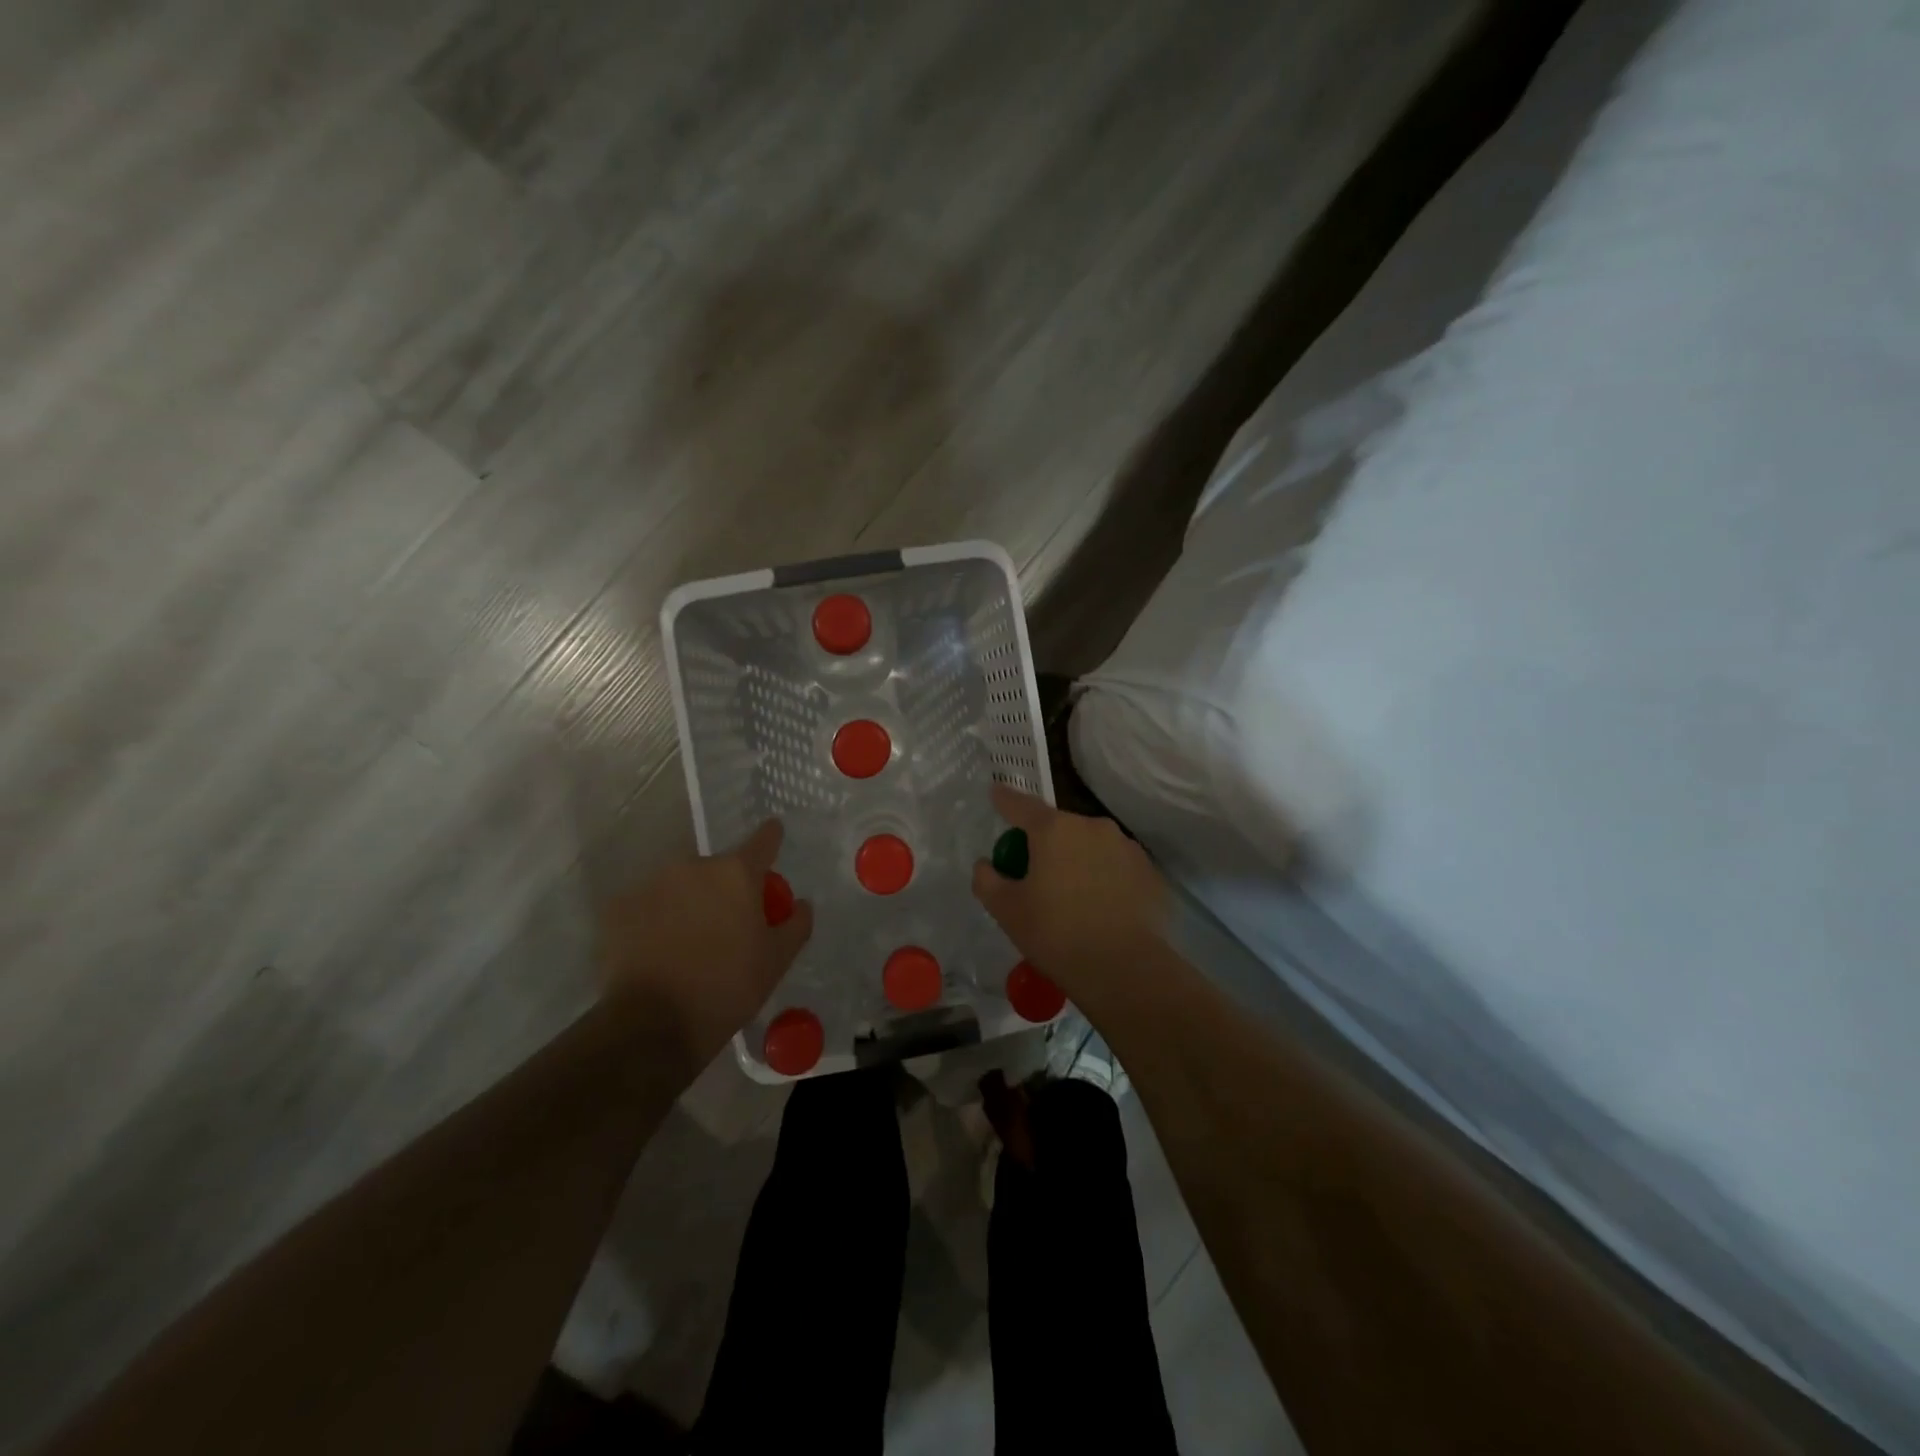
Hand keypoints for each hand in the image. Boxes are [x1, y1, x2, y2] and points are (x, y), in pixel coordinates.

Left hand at [599, 819, 813, 1074]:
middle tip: (728, 924)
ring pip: (680, 886)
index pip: (763, 840)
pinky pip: (647, 906)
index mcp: (736, 873)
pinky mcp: (618, 908)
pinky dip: (655, 920)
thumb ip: (796, 924)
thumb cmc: (727, 988)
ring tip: (688, 944)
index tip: (774, 836)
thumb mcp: (777, 961)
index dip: (771, 838)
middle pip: (717, 868)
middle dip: (725, 888)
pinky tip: (658, 952)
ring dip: (689, 903)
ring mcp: (651, 884)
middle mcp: (693, 866)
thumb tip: (801, 904)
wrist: (652, 1026)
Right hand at [971, 785, 1167, 995]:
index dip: (1005, 800)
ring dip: (1078, 860)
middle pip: (1059, 827)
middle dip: (1045, 844)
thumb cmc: (1057, 935)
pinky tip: (1102, 909)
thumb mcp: (1006, 911)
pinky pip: (1116, 867)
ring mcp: (1126, 847)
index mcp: (1054, 830)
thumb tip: (986, 864)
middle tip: (1035, 876)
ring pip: (1091, 846)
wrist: (1126, 970)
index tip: (996, 793)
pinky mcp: (1150, 872)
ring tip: (1073, 898)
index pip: (1021, 805)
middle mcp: (1092, 827)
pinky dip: (1105, 878)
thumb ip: (988, 880)